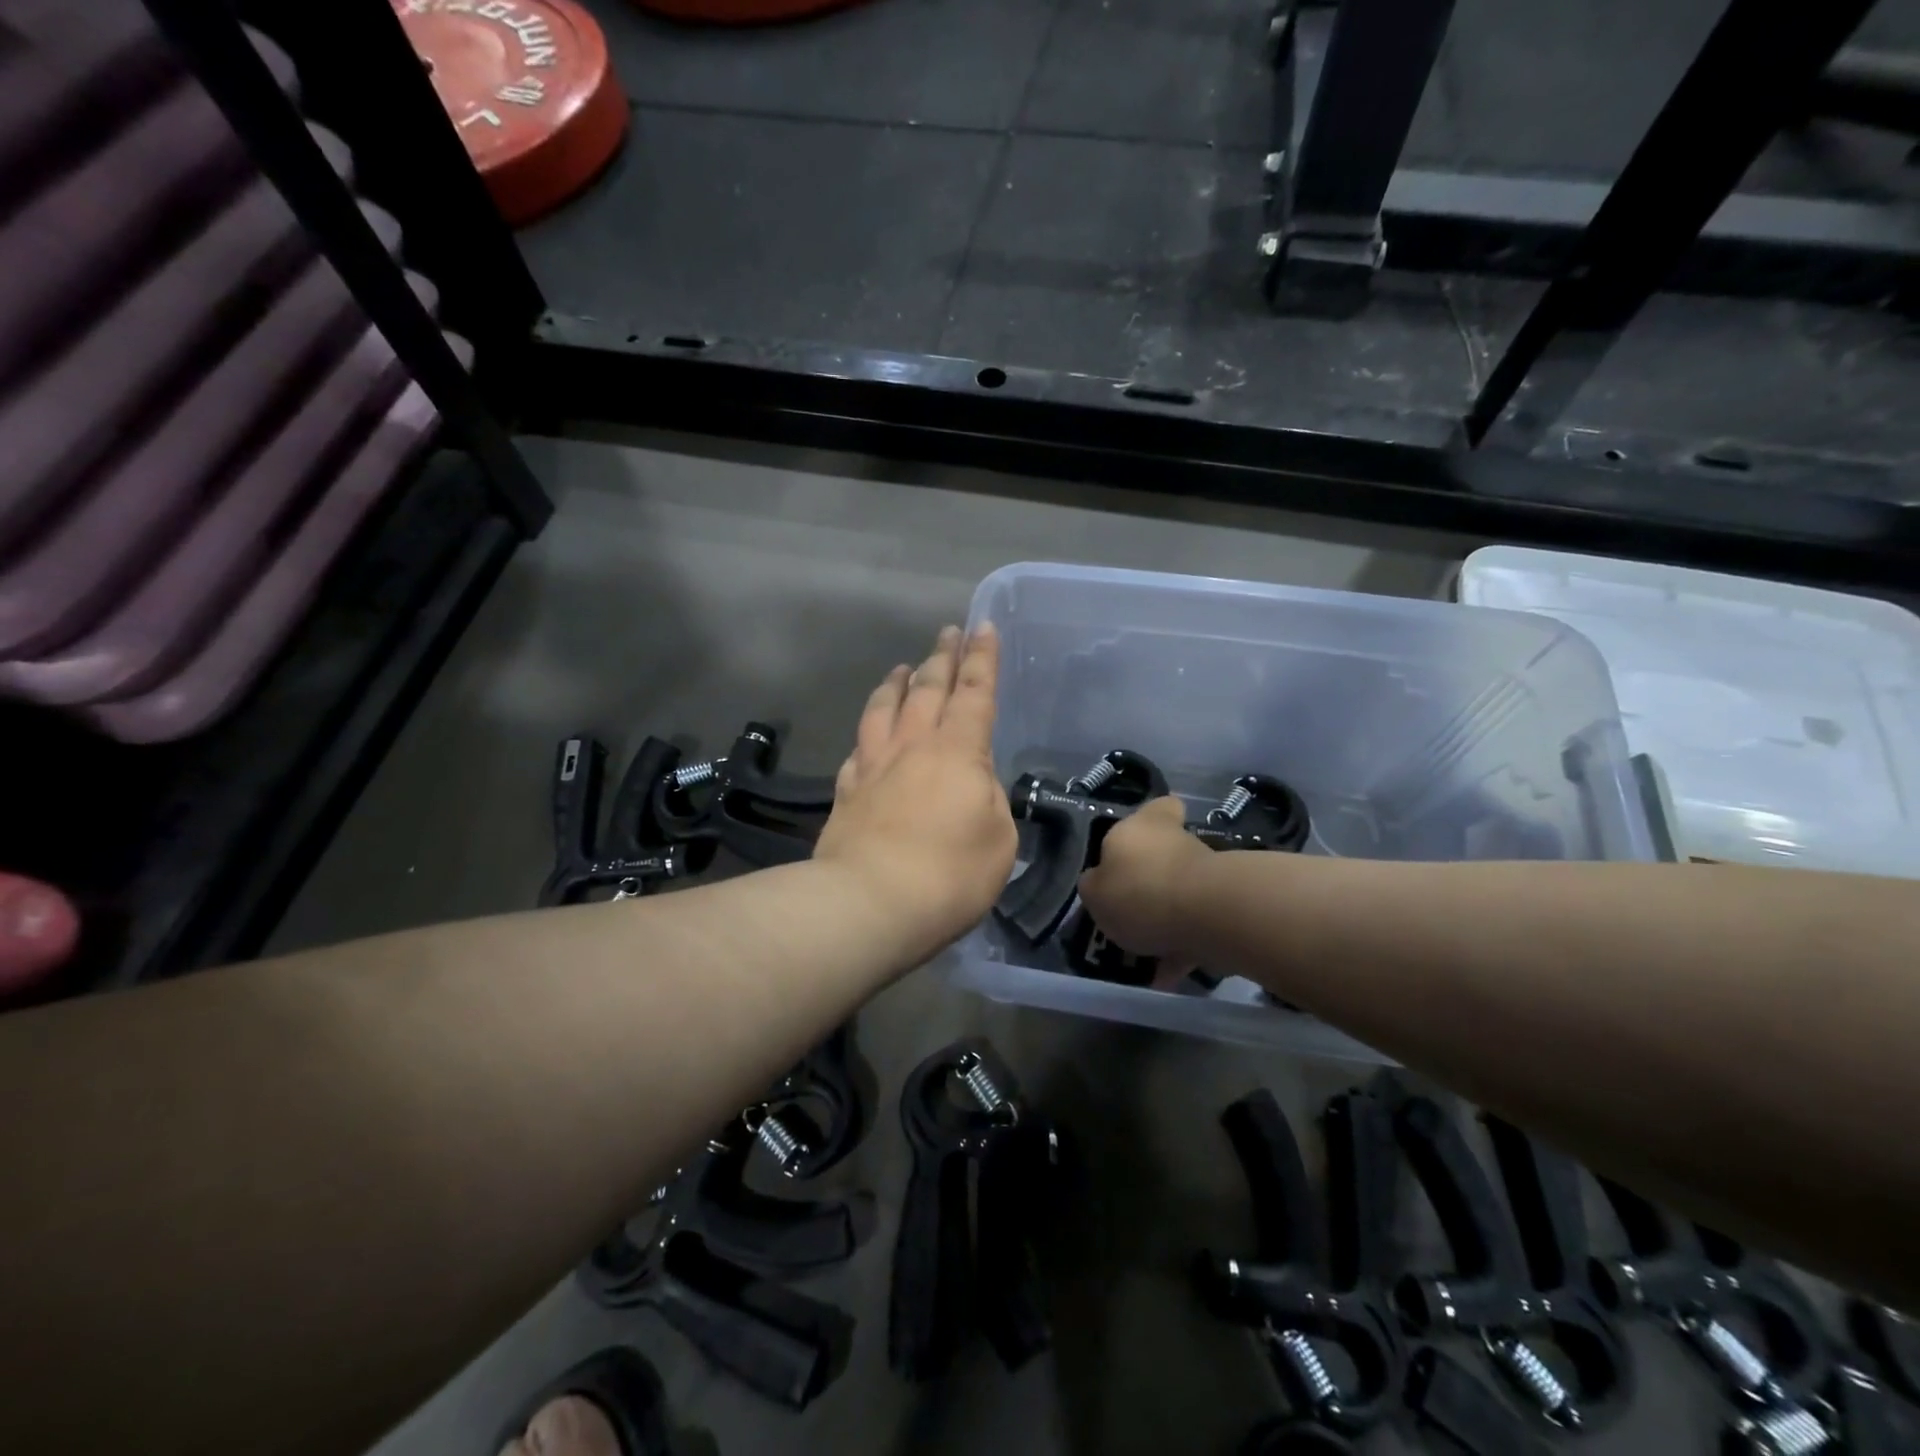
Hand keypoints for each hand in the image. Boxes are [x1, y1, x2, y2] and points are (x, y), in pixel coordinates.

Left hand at [813, 625, 1017, 962]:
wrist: (869, 903)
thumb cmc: (950, 874)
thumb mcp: (998, 840)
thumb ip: (990, 803)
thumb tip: (972, 787)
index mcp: (958, 751)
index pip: (974, 692)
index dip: (982, 659)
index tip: (983, 627)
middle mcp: (912, 746)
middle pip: (928, 688)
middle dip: (942, 657)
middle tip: (948, 632)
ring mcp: (874, 766)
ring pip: (884, 708)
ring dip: (897, 683)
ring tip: (903, 667)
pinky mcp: (847, 792)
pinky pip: (858, 748)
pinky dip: (868, 731)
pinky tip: (868, 733)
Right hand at [1077, 797, 1212, 962]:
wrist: (1207, 917)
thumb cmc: (1139, 891)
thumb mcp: (1094, 892)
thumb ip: (1095, 886)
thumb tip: (1099, 883)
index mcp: (1143, 825)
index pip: (1159, 807)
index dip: (1154, 820)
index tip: (1140, 844)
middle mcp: (1177, 841)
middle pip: (1166, 854)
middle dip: (1153, 879)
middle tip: (1130, 908)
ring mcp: (1206, 873)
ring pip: (1181, 893)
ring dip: (1167, 918)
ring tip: (1144, 954)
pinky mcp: (1225, 906)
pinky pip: (1195, 927)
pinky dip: (1181, 949)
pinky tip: (1164, 976)